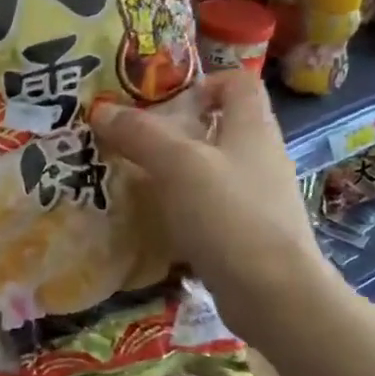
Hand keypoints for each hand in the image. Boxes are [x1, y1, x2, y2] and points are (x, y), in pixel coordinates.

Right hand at [95, 70, 339, 337]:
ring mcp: (256, 197)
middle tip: (132, 139)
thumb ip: (139, 133)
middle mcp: (260, 157)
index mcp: (252, 128)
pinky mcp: (248, 233)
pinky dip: (182, 207)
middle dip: (176, 129)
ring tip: (134, 179)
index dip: (204, 82)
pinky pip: (209, 207)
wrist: (273, 293)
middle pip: (220, 126)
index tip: (164, 99)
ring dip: (174, 170)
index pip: (238, 83)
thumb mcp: (176, 164)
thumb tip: (100, 110)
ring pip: (211, 169)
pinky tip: (155, 220)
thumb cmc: (228, 214)